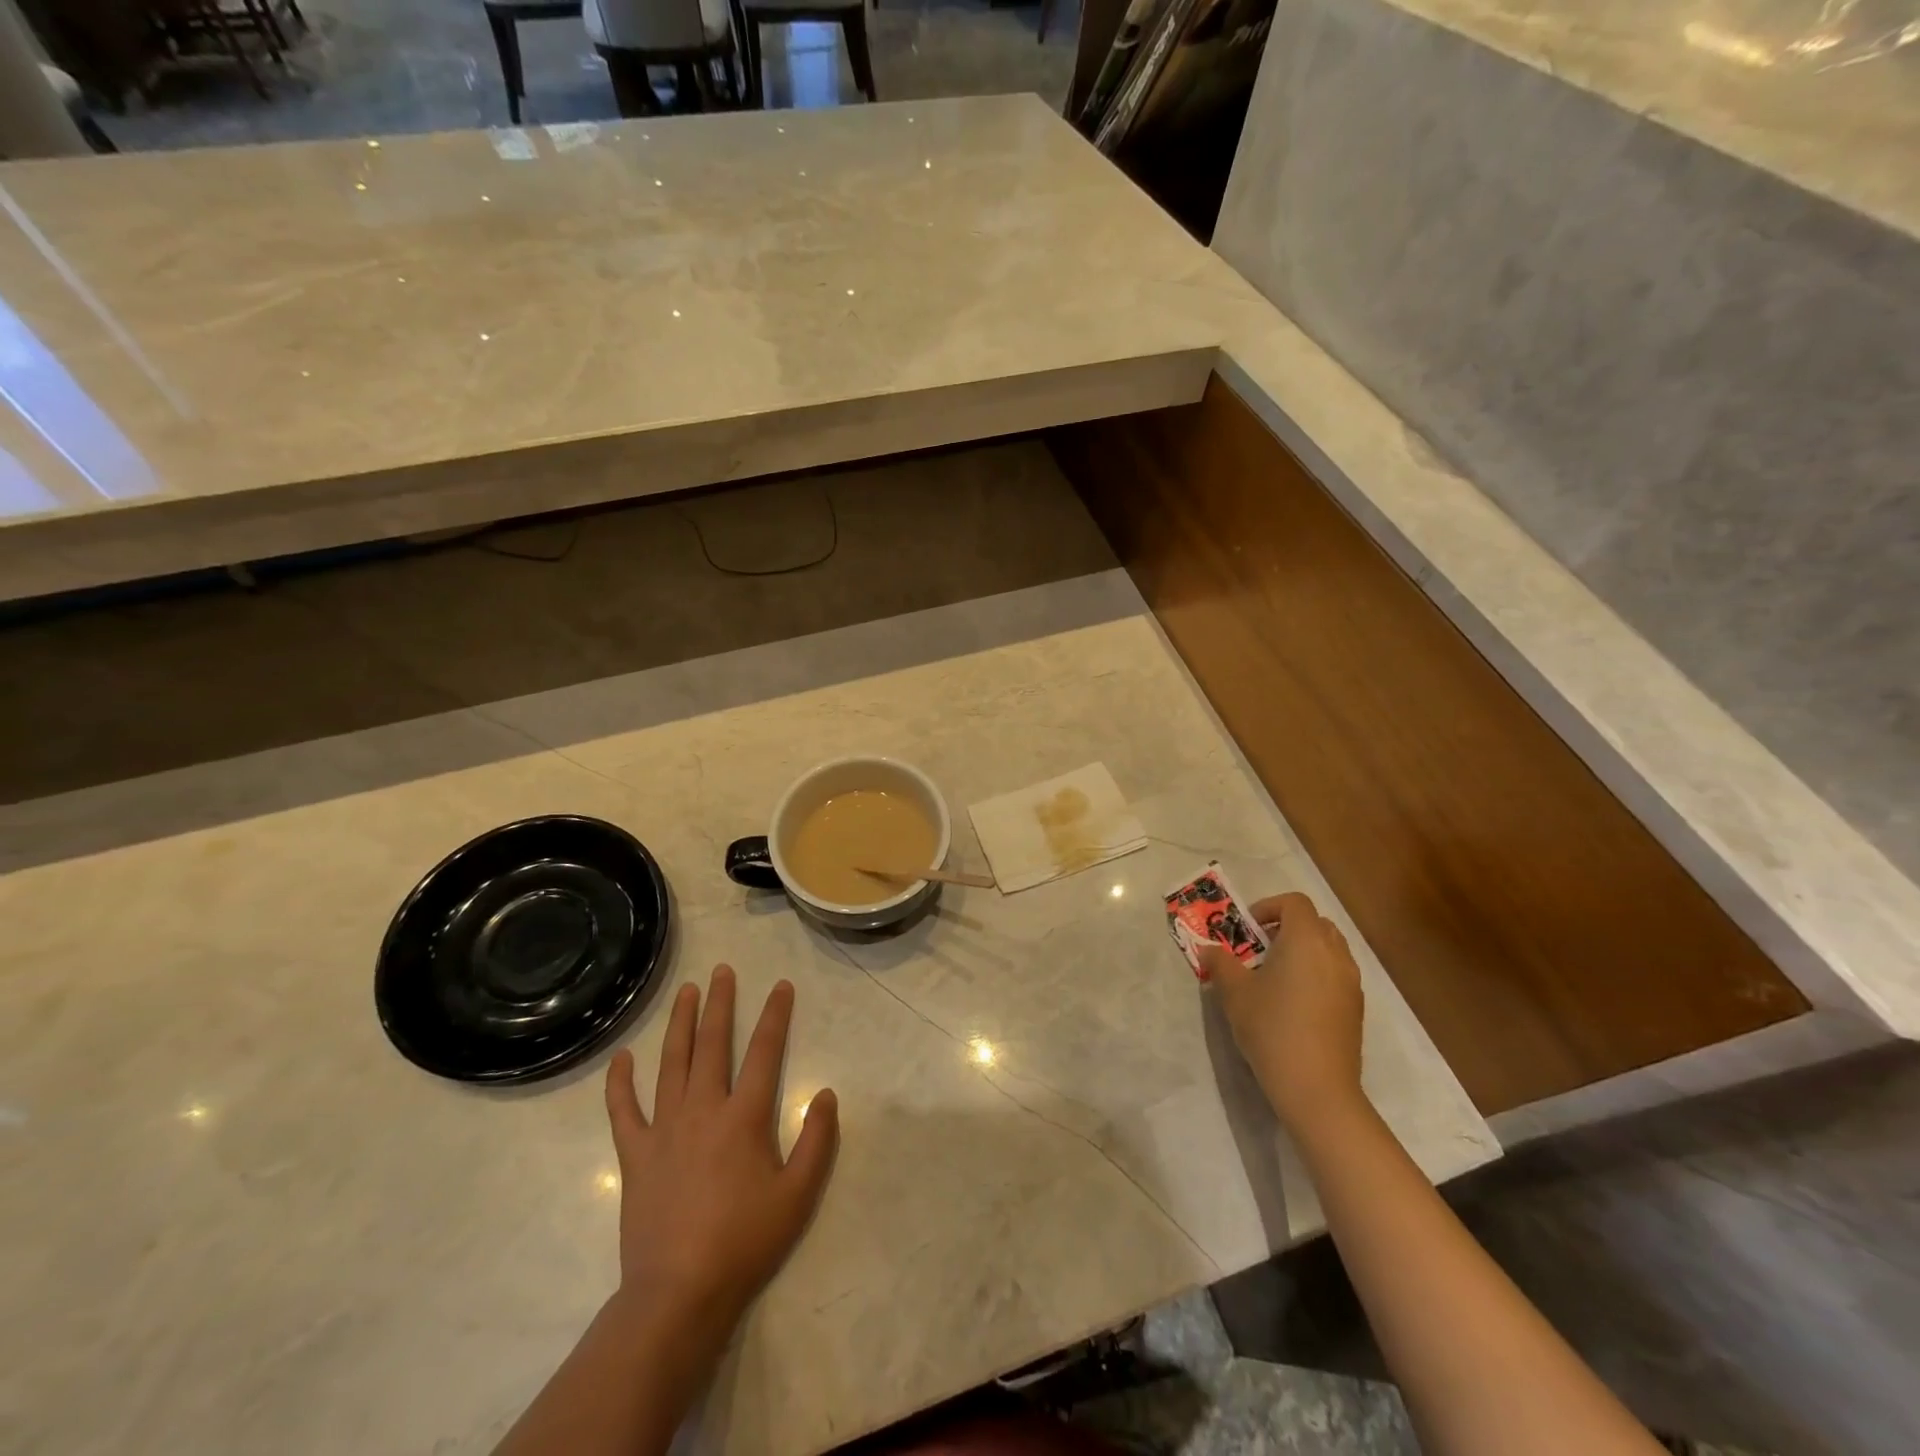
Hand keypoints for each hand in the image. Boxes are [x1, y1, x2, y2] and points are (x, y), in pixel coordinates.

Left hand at [602, 966, 838, 1357]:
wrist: (678, 1294)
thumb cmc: (744, 1242)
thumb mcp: (798, 1195)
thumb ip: (817, 1140)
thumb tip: (825, 1093)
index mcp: (744, 1117)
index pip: (765, 1051)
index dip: (776, 1015)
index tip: (781, 986)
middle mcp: (703, 1109)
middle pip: (713, 1044)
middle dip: (720, 1004)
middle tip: (723, 971)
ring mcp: (664, 1129)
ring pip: (671, 1062)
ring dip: (680, 1024)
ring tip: (686, 992)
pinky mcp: (635, 1154)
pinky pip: (624, 1110)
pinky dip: (620, 1082)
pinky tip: (622, 1057)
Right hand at [1198, 892, 1364, 1134]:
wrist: (1317, 1088)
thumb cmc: (1271, 1028)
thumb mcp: (1234, 993)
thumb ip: (1220, 963)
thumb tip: (1208, 948)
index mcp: (1305, 940)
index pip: (1294, 902)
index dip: (1269, 907)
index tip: (1248, 929)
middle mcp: (1334, 954)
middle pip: (1315, 923)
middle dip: (1287, 928)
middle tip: (1260, 950)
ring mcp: (1351, 982)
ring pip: (1329, 949)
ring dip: (1304, 952)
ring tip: (1276, 978)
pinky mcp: (1356, 1009)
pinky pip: (1336, 975)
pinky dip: (1317, 975)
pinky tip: (1294, 1005)